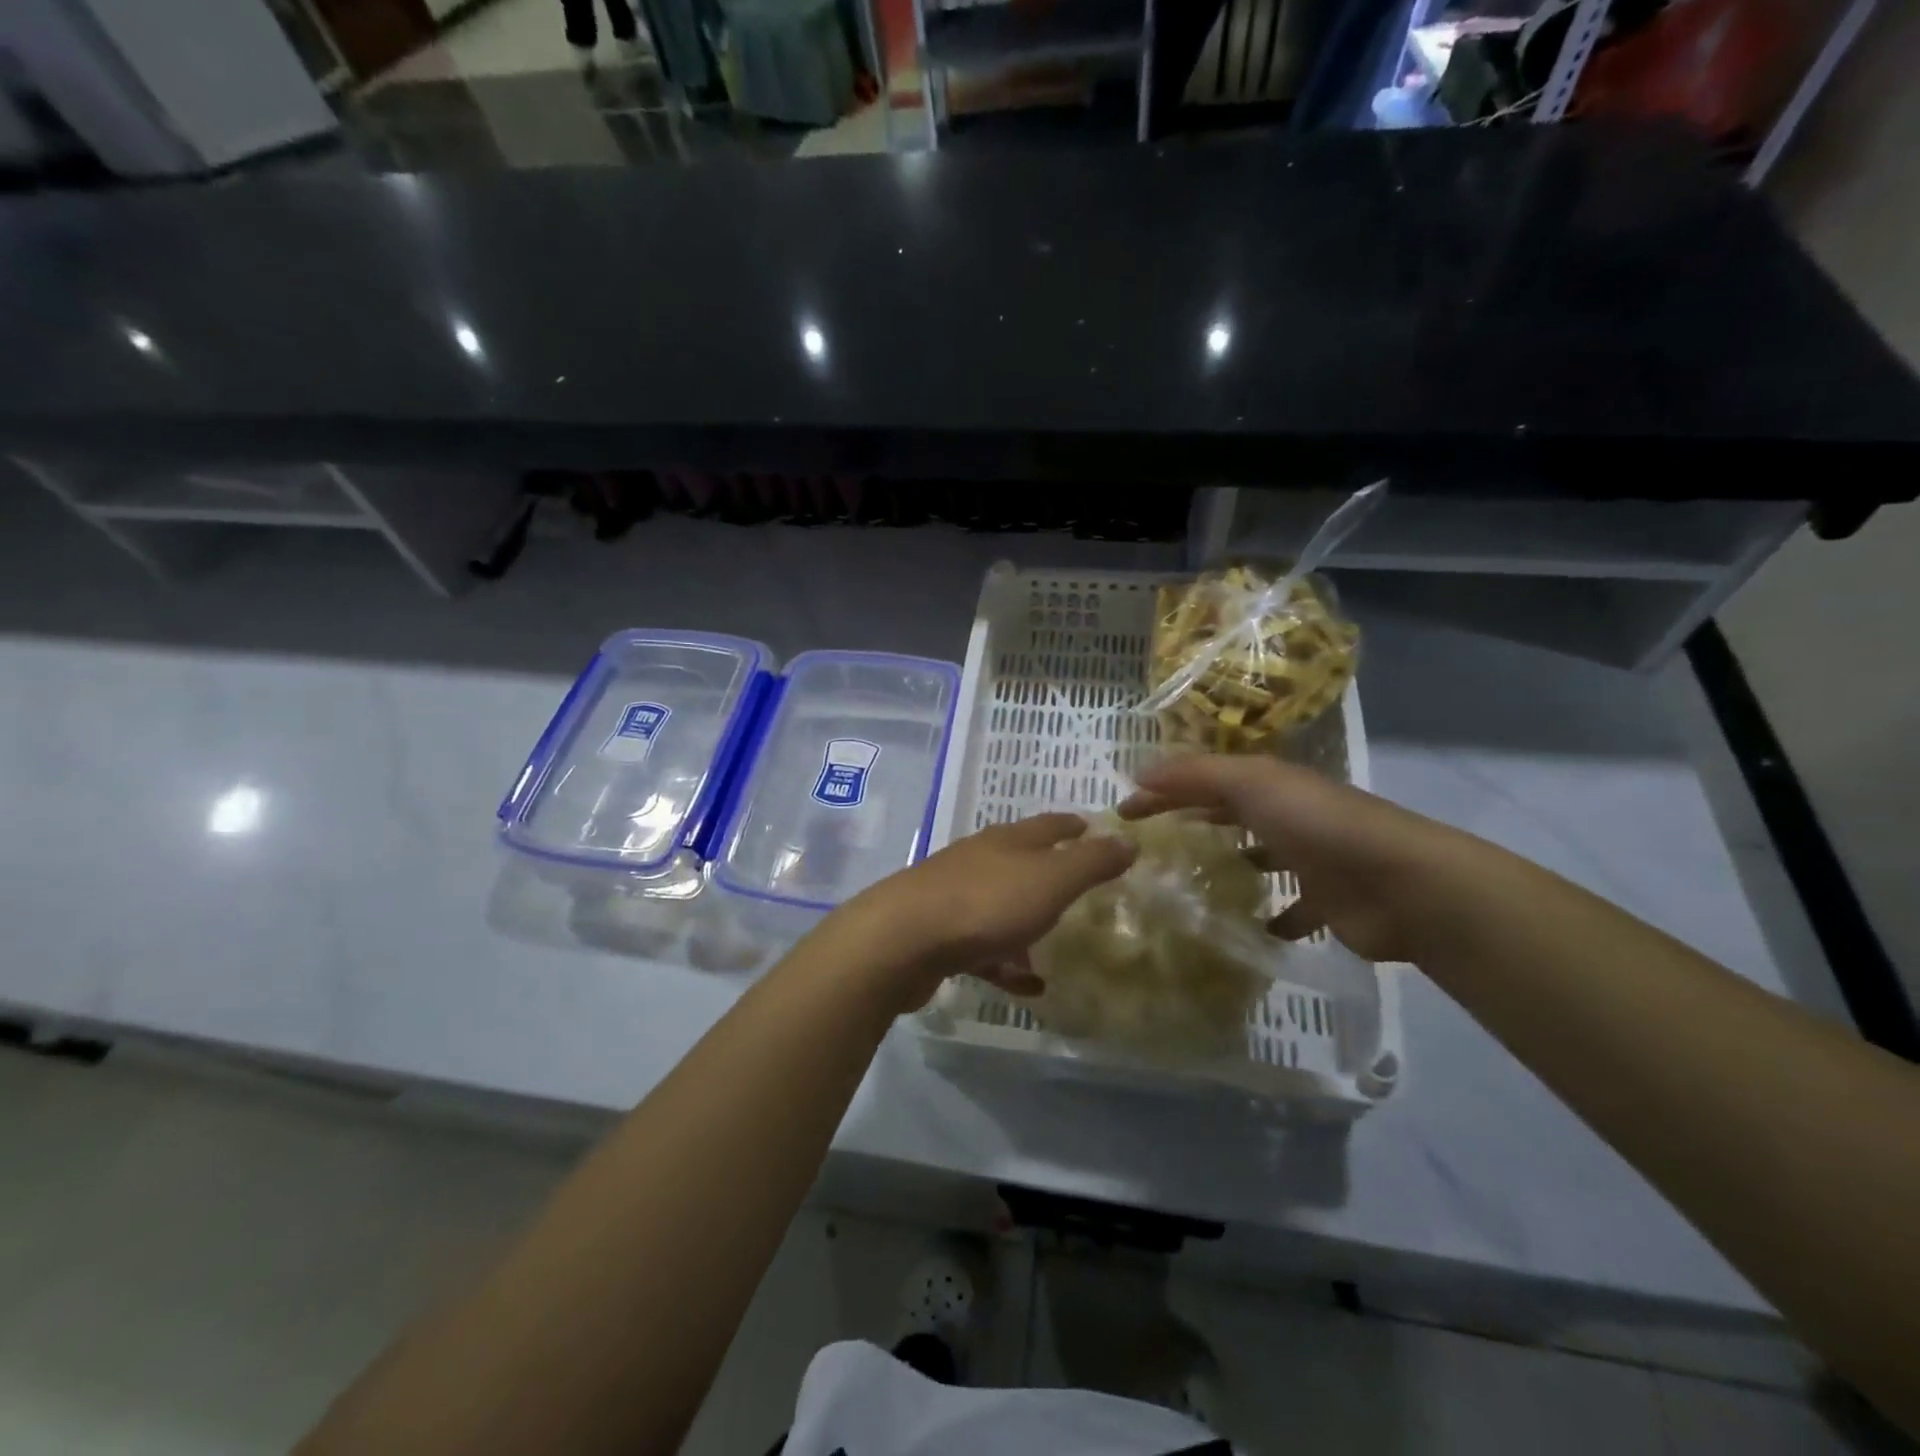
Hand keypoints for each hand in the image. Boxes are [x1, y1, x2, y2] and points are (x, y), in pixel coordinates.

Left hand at [832, 814, 1136, 1009]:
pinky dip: (1007, 962)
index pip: (1047, 824)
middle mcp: (979, 861)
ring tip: (1056, 943)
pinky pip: (984, 948)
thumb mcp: (1050, 880)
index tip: (1090, 826)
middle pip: (1020, 861)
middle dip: (1049, 871)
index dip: (1072, 825)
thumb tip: (1128, 839)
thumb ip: (1091, 862)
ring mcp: (954, 897)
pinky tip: (1027, 985)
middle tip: (1079, 886)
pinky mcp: (939, 935)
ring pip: (1001, 905)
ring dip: (1027, 921)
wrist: (902, 940)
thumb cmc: (985, 903)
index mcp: (1007, 841)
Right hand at [1118, 755, 1469, 963]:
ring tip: (1190, 885)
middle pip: (1231, 812)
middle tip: (1152, 846)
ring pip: (1261, 858)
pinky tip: (1247, 929)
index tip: (1122, 813)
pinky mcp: (1326, 904)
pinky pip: (1291, 910)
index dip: (1162, 790)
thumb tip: (1139, 775)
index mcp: (1270, 784)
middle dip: (1195, 821)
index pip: (1203, 779)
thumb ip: (1195, 775)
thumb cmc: (1318, 825)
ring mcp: (1310, 860)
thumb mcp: (1251, 783)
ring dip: (1232, 865)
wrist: (1401, 883)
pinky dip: (1271, 919)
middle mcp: (1288, 816)